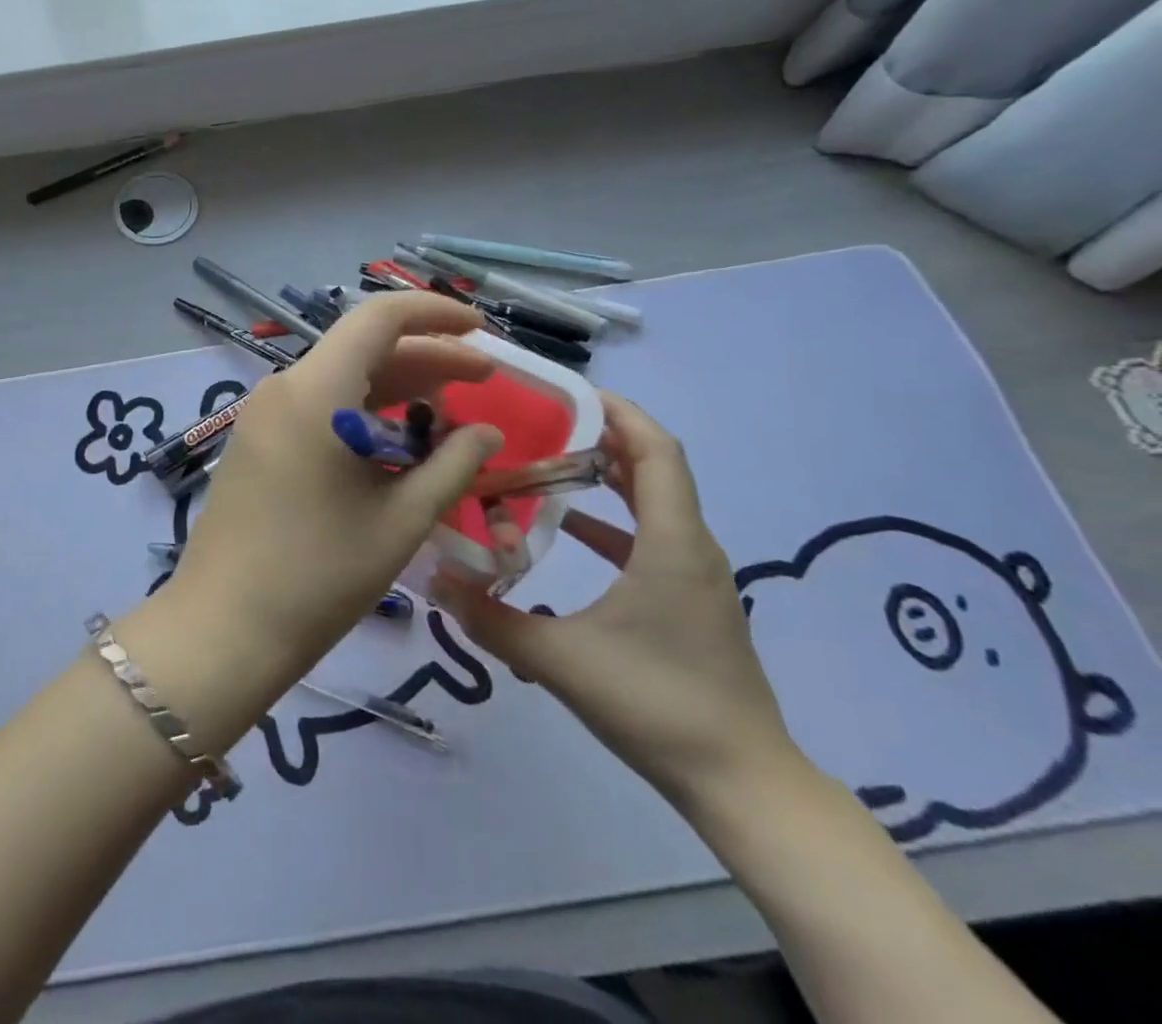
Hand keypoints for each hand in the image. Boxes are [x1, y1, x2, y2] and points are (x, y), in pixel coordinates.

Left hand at [162, 292, 504, 692]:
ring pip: (340, 379)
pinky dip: (361, 413)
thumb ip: (453, 465)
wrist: (225, 626)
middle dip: (426, 359)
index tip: (479, 329)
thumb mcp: (401, 520)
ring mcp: (263, 414)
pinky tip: (396, 445)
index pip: (379, 317)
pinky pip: (316, 407)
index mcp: (316, 390)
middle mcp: (283, 387)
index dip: (434, 313)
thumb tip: (488, 433)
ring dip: (396, 389)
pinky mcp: (255, 441)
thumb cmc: (319, 574)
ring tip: (448, 418)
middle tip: (483, 381)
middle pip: (363, 349)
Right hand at [433, 393, 799, 812]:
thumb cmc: (658, 704)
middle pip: (656, 470)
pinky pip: (652, 540)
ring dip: (609, 478)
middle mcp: (691, 548)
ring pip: (655, 505)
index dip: (622, 413)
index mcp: (672, 543)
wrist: (743, 785)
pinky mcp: (690, 603)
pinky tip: (570, 533)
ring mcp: (695, 578)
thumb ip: (491, 620)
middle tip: (546, 423)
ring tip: (550, 464)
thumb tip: (431, 580)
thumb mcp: (561, 660)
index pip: (657, 452)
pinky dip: (613, 523)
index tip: (574, 391)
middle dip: (605, 438)